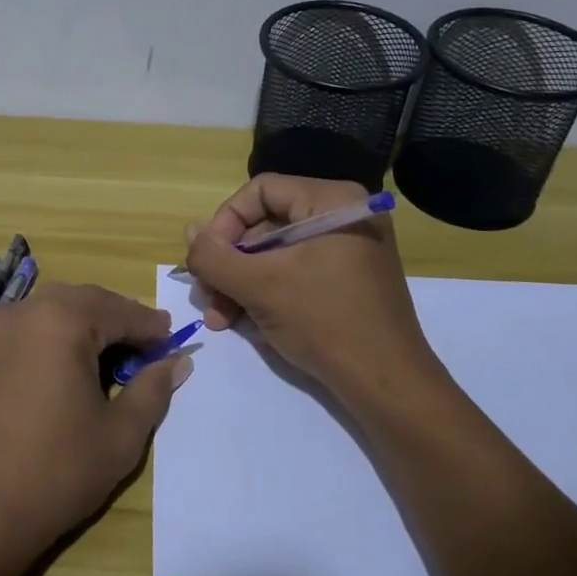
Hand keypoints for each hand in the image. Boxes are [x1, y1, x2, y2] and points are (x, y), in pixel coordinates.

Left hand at [0, 283, 192, 568]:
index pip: (119, 311)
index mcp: (62, 320)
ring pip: (53, 310)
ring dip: (86, 325)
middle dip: (117, 319)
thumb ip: (153, 389)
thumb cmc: (56, 471)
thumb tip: (178, 361)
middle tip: (145, 348)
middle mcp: (24, 311)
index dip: (150, 326)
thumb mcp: (120, 435)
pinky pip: (28, 328)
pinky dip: (55, 336)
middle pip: (84, 301)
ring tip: (111, 358)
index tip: (173, 339)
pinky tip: (69, 368)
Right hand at [183, 174, 437, 401]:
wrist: (387, 384)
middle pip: (265, 225)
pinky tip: (244, 323)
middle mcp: (343, 215)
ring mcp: (347, 249)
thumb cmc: (324, 321)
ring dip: (240, 284)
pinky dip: (265, 294)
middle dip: (229, 264)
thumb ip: (214, 256)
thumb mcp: (259, 286)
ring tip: (220, 319)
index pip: (260, 191)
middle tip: (208, 298)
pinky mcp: (346, 280)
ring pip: (275, 254)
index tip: (207, 260)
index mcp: (332, 200)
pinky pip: (294, 273)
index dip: (225, 222)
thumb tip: (190, 233)